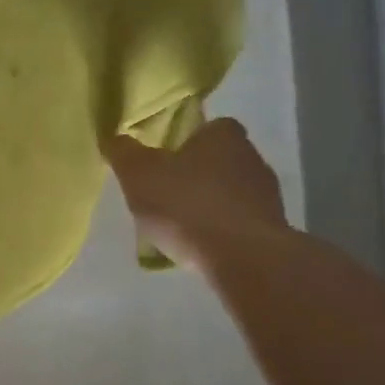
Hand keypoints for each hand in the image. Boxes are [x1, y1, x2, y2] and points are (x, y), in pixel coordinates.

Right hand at [103, 118, 287, 269]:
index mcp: (224, 136)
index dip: (187, 139)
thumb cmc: (187, 205)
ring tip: (178, 224)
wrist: (244, 258)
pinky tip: (198, 245)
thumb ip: (124, 153)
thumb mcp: (139, 174)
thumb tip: (114, 138)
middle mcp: (252, 158)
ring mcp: (267, 196)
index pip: (210, 126)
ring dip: (209, 203)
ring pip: (230, 192)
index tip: (166, 155)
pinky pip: (238, 222)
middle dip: (195, 173)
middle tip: (165, 190)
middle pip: (220, 159)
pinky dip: (220, 229)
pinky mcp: (271, 229)